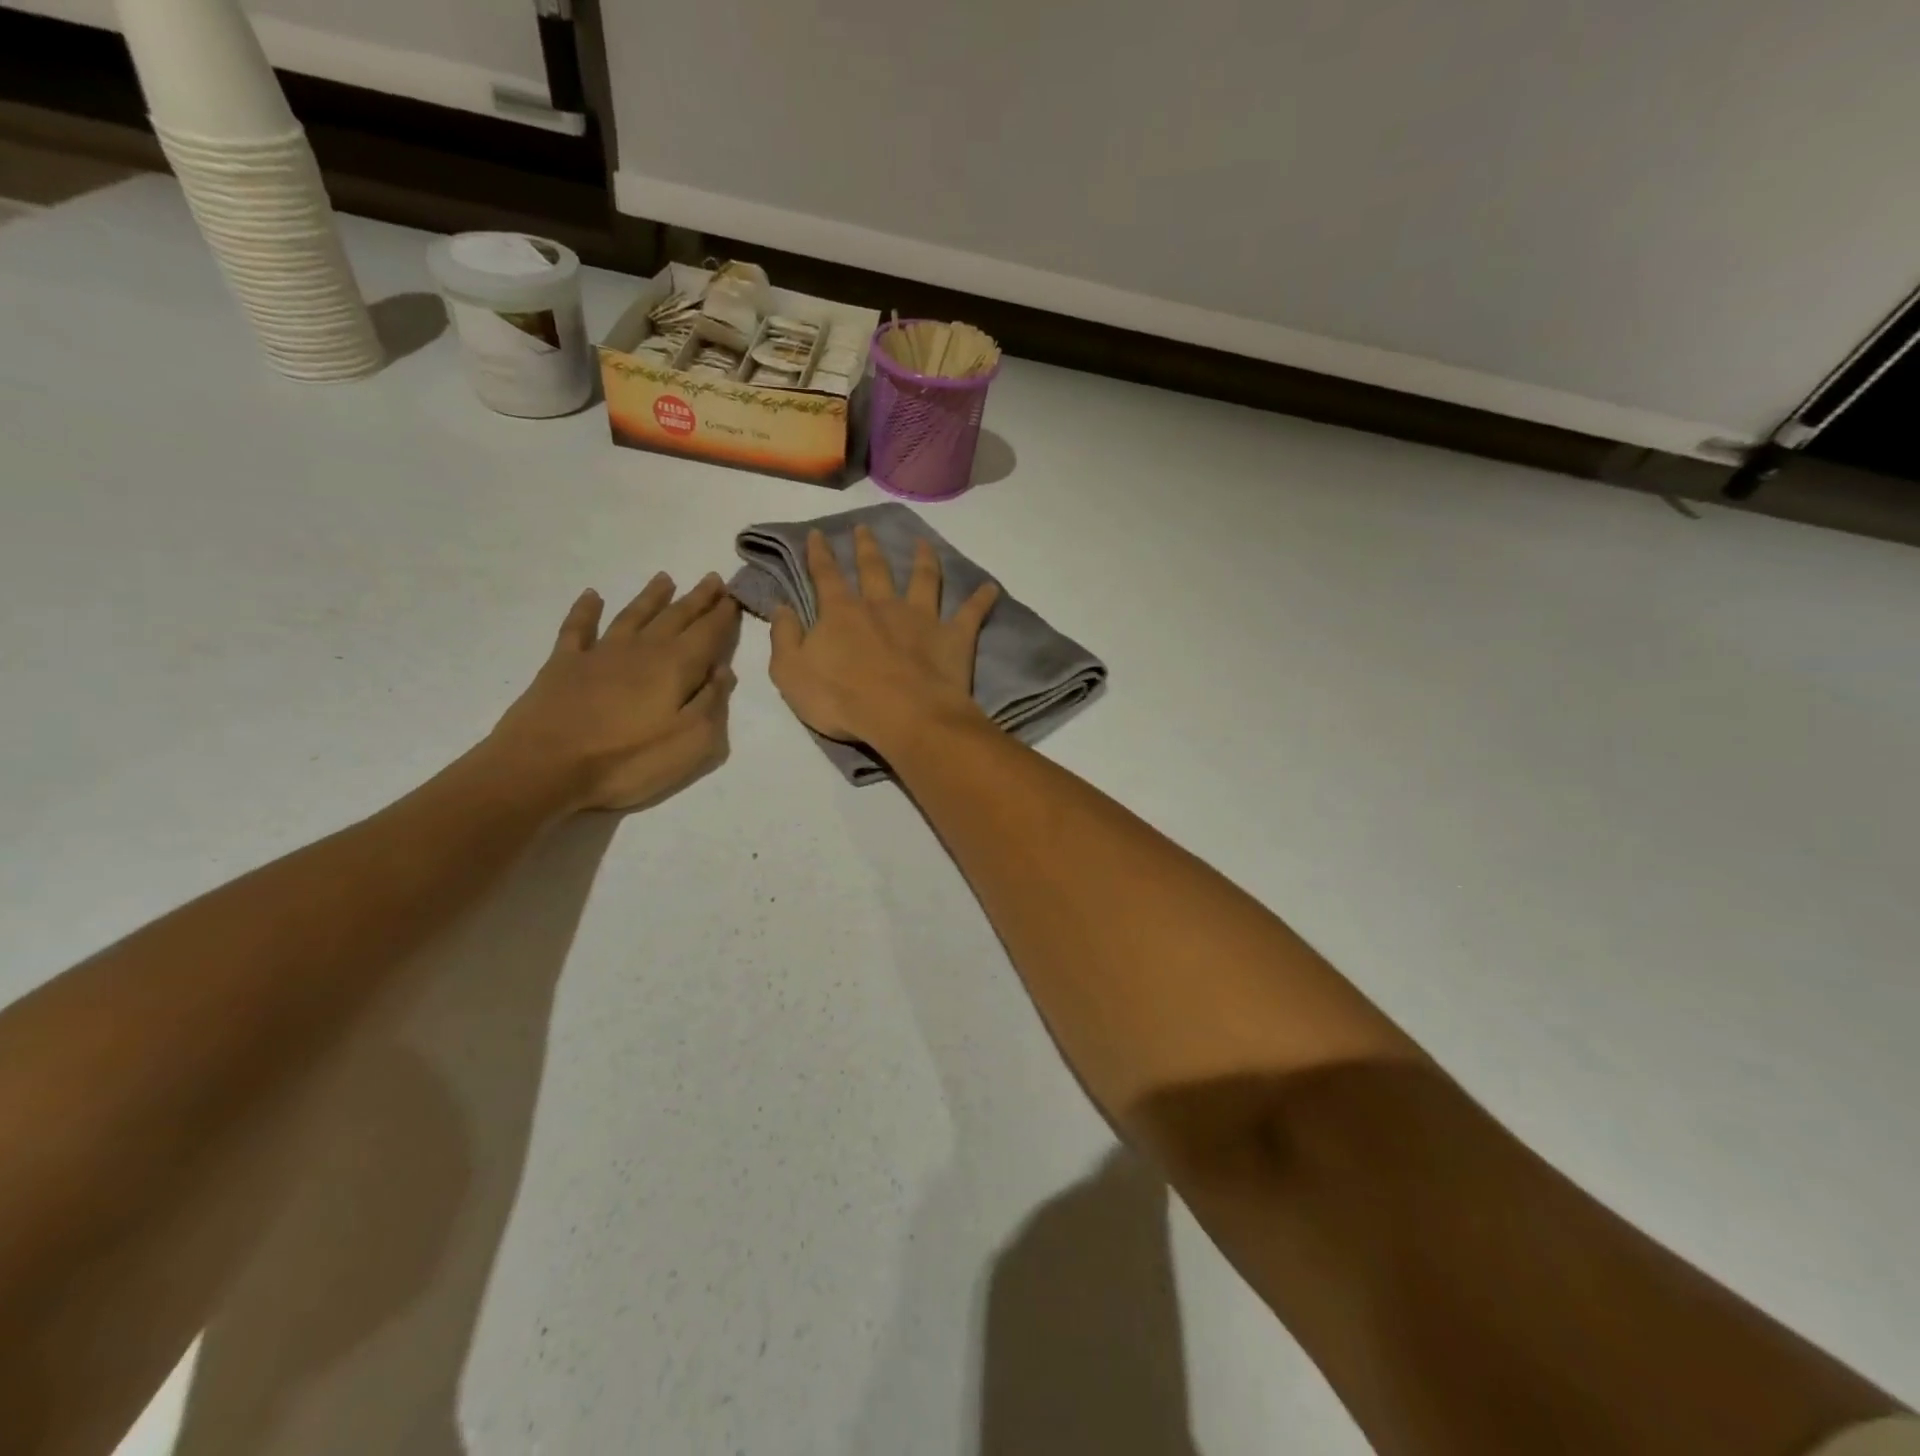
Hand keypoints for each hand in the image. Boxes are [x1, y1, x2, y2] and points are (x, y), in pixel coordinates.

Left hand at [489, 573, 739, 812]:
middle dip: (697, 598)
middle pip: (676, 617)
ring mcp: (600, 653)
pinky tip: (592, 596)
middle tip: (712, 579)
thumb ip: (712, 702)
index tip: (735, 596)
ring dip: (651, 596)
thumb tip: (723, 671)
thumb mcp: (692, 742)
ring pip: (633, 615)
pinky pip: (578, 628)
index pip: (709, 633)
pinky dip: (586, 610)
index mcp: (676, 666)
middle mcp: (642, 649)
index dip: (724, 615)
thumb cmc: (629, 759)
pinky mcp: (564, 664)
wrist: (546, 766)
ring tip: (665, 578)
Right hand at [769, 525, 998, 747]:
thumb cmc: (842, 700)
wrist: (903, 716)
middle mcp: (882, 605)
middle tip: (864, 528)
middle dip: (866, 546)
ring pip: (923, 579)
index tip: (817, 533)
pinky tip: (991, 587)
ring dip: (923, 559)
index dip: (819, 554)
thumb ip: (784, 638)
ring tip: (924, 543)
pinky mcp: (953, 636)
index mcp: (842, 613)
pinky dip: (982, 599)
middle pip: (874, 568)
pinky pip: (971, 613)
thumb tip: (779, 607)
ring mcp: (921, 618)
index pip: (825, 575)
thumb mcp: (790, 674)